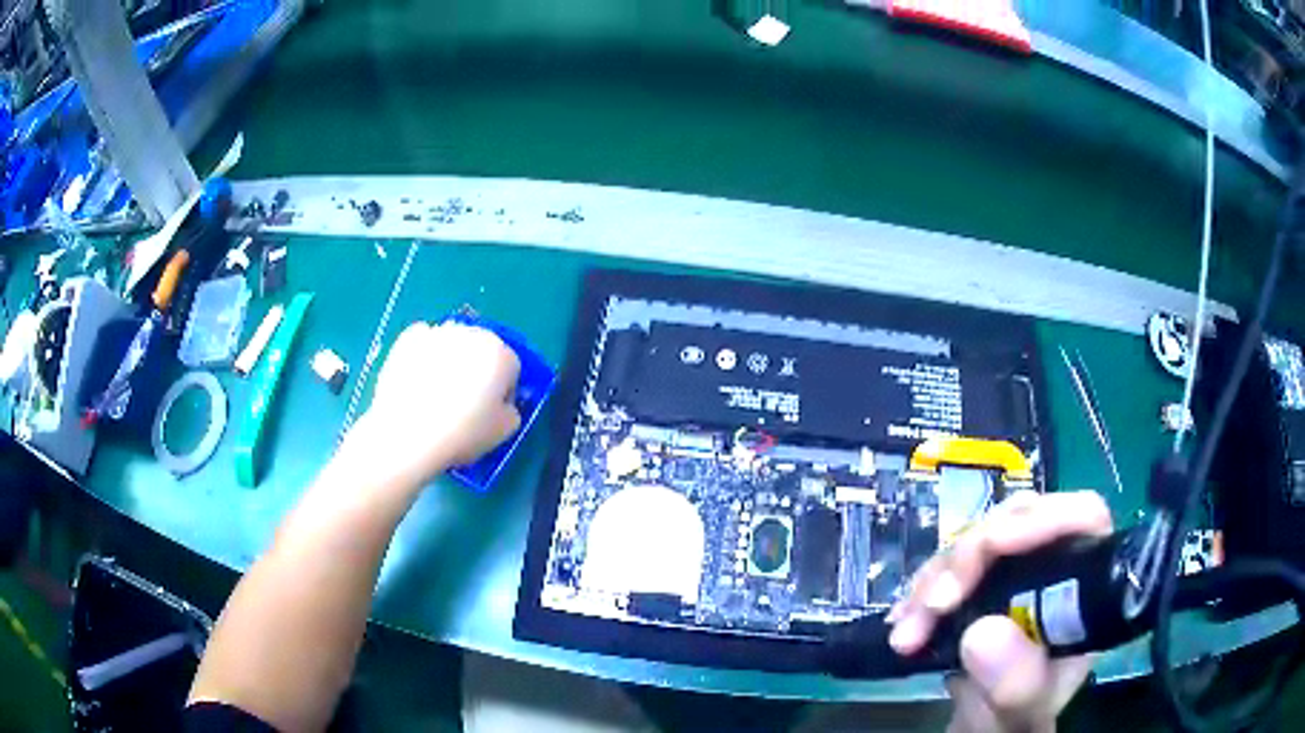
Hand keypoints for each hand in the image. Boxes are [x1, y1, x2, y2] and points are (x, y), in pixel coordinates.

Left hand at [348, 322, 520, 482]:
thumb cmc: (462, 434)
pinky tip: (418, 379)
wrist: (406, 434)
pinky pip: (424, 342)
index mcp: (500, 353)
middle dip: (477, 370)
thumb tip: (501, 404)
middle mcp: (472, 333)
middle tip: (464, 403)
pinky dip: (424, 355)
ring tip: (437, 393)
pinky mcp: (408, 338)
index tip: (489, 413)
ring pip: (453, 343)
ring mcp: (437, 332)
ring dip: (451, 360)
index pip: (511, 368)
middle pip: (482, 350)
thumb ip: (511, 410)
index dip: (502, 392)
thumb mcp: (505, 431)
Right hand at [888, 490, 1112, 732]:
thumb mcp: (1021, 710)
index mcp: (1082, 588)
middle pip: (1019, 520)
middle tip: (937, 602)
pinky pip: (946, 565)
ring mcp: (1011, 569)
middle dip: (971, 554)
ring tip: (908, 633)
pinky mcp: (977, 580)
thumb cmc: (1015, 718)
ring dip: (934, 580)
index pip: (1082, 519)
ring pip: (975, 540)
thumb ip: (1016, 681)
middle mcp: (1050, 566)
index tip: (994, 544)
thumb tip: (983, 632)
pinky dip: (920, 590)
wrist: (985, 724)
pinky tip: (903, 622)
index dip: (1044, 518)